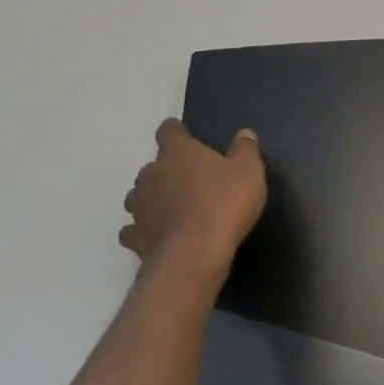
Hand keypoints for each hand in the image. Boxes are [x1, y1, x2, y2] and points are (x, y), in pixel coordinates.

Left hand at [119, 118, 267, 268]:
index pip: (169, 132)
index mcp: (178, 153)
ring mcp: (139, 207)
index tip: (183, 133)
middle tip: (191, 180)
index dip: (176, 131)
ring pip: (139, 195)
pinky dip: (143, 229)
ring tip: (173, 207)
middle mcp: (151, 174)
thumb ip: (246, 149)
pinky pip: (134, 229)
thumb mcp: (249, 171)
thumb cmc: (225, 203)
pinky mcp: (136, 236)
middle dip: (168, 170)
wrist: (194, 253)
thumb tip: (244, 133)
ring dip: (153, 198)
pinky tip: (157, 233)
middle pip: (153, 166)